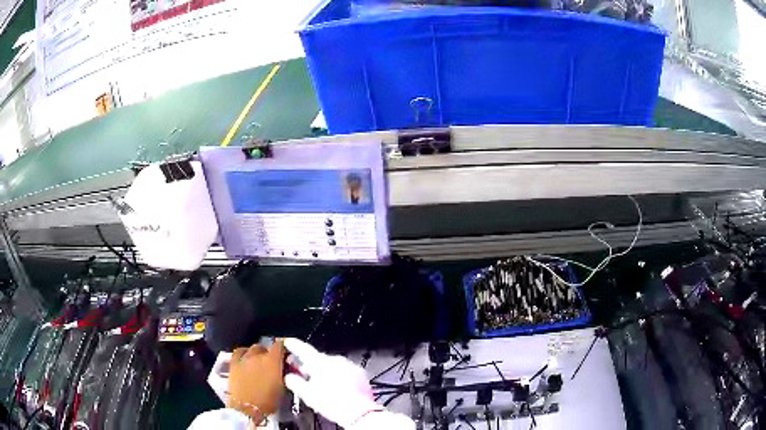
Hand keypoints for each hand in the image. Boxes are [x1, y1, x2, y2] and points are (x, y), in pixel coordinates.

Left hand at [228, 339, 285, 420]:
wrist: (246, 408)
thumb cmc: (268, 401)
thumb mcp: (282, 387)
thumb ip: (282, 374)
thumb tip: (283, 369)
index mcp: (273, 361)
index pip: (279, 345)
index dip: (283, 347)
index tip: (285, 352)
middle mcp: (258, 355)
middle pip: (265, 347)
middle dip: (269, 353)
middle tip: (272, 362)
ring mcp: (244, 358)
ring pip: (252, 349)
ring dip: (257, 353)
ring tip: (258, 360)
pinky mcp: (233, 363)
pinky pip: (239, 352)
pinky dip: (244, 353)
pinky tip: (245, 358)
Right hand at [284, 338, 381, 427]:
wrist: (359, 412)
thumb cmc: (333, 403)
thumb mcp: (307, 394)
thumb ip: (295, 382)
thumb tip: (290, 378)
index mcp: (320, 363)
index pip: (303, 350)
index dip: (294, 345)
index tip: (289, 342)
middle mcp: (336, 360)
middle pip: (318, 359)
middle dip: (309, 366)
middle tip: (302, 373)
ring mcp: (349, 366)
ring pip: (332, 366)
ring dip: (325, 372)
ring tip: (320, 385)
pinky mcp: (360, 374)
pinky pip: (345, 371)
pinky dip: (339, 376)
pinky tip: (336, 388)